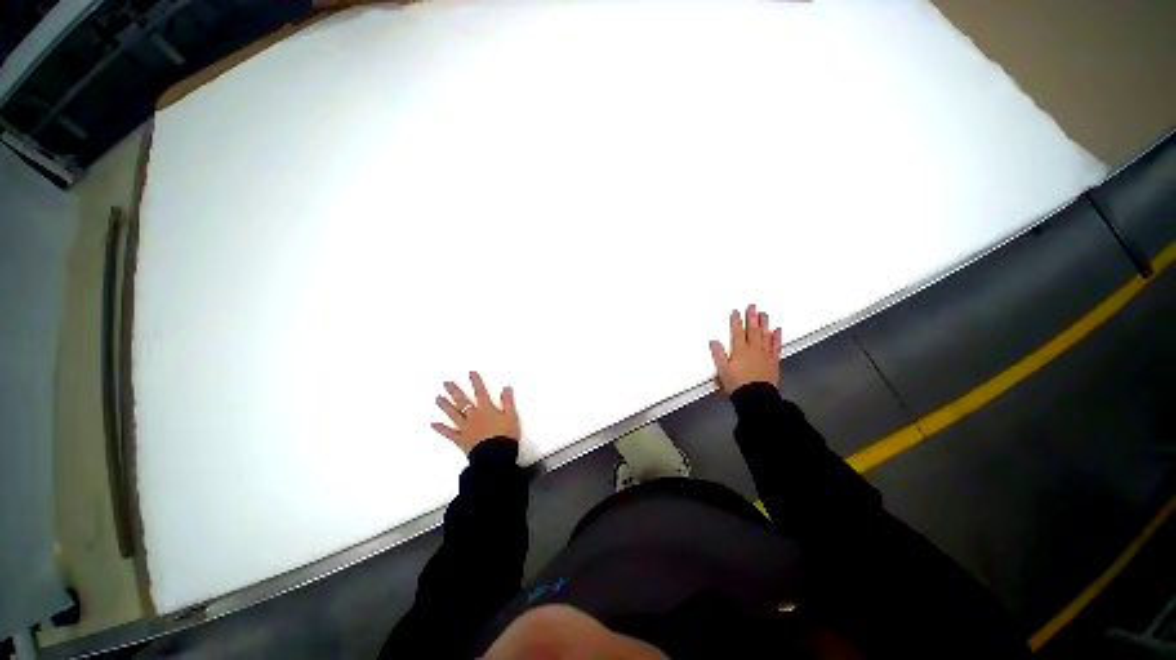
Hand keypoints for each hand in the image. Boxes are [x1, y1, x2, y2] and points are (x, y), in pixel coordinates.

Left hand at [432, 371, 520, 453]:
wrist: (496, 455)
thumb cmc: (505, 437)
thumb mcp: (512, 417)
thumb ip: (508, 402)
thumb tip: (506, 388)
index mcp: (486, 409)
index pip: (480, 392)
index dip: (476, 382)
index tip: (471, 373)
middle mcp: (473, 416)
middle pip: (462, 401)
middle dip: (454, 391)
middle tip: (446, 383)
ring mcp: (465, 427)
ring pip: (453, 414)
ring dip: (445, 405)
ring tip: (438, 398)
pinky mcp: (461, 439)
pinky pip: (449, 433)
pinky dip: (441, 429)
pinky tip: (433, 424)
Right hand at [709, 304, 782, 394]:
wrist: (756, 398)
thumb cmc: (738, 386)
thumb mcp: (723, 372)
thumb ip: (718, 356)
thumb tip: (713, 342)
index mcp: (739, 351)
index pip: (737, 332)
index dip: (736, 321)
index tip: (736, 311)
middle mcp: (753, 349)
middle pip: (752, 330)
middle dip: (751, 317)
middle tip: (752, 306)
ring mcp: (765, 354)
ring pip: (765, 335)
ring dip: (764, 323)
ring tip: (764, 313)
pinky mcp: (774, 361)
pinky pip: (776, 346)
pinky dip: (777, 337)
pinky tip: (777, 330)